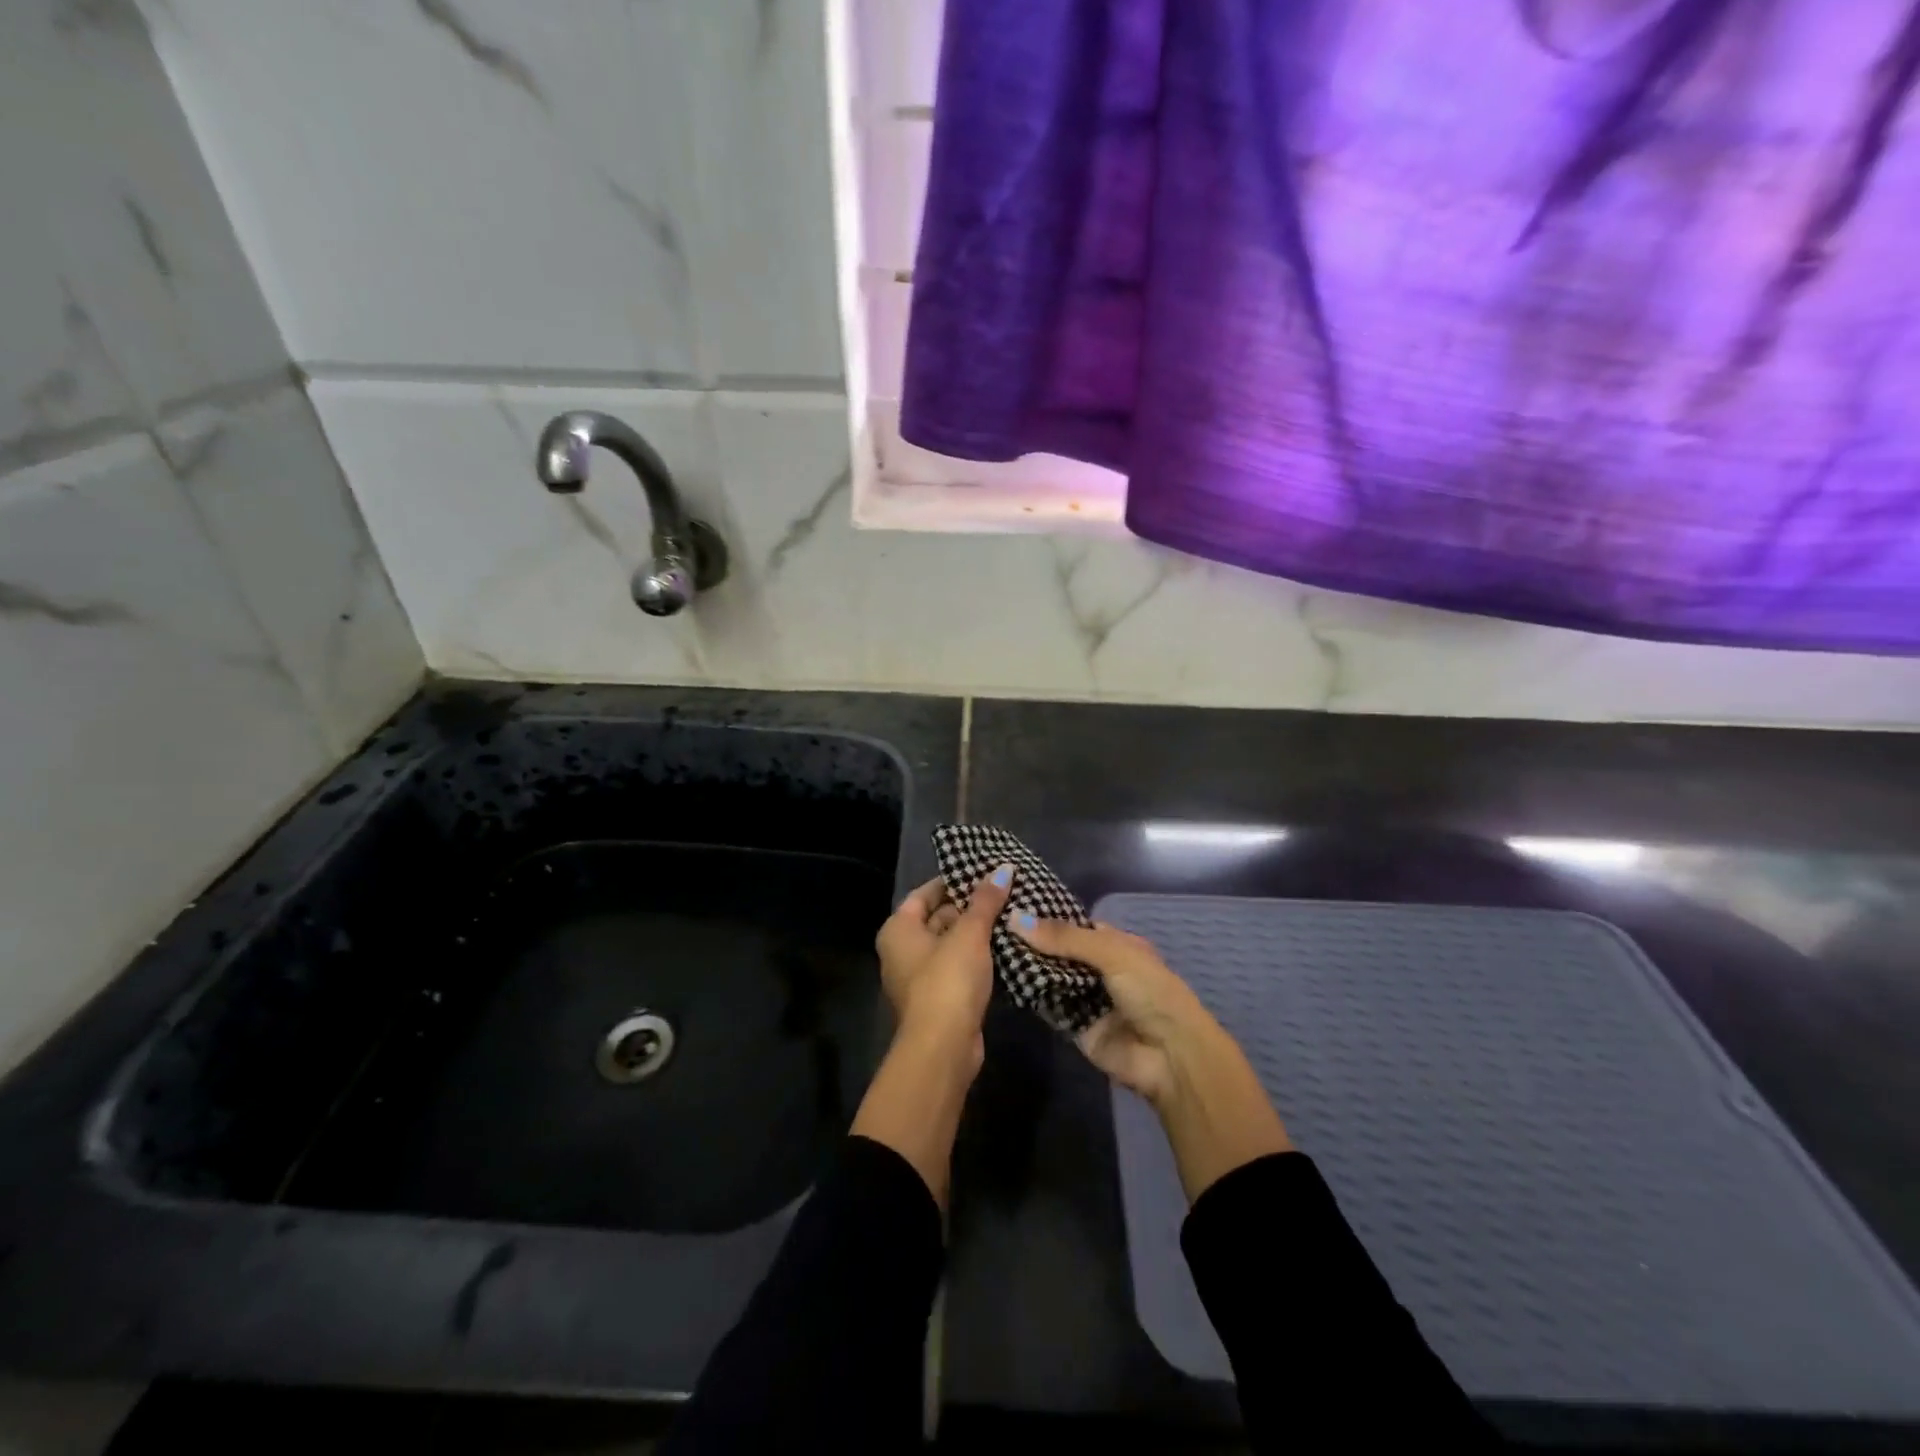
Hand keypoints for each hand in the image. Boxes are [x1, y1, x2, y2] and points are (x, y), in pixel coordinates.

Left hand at [874, 865, 1013, 1066]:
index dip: (952, 881)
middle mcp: (901, 951)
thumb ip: (985, 901)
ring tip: (1011, 914)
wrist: (944, 1047)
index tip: (983, 872)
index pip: (924, 894)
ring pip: (950, 945)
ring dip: (976, 934)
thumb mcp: (969, 934)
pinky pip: (958, 967)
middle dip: (969, 907)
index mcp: (898, 929)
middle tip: (1004, 892)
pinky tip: (1005, 947)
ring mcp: (919, 977)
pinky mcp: (939, 999)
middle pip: (937, 918)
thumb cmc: (948, 980)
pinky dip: (977, 958)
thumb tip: (1003, 869)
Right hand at [1009, 919, 1221, 1105]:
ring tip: (990, 947)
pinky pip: (1049, 1007)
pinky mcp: (1076, 1026)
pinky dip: (1031, 995)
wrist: (1170, 1056)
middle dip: (1033, 943)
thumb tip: (1015, 918)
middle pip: (1060, 952)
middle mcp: (1102, 969)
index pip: (1076, 926)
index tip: (1010, 904)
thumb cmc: (1150, 992)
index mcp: (1118, 945)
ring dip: (1029, 967)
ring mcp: (1088, 999)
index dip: (1047, 917)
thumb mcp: (1111, 953)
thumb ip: (1064, 938)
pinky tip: (1002, 979)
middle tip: (992, 926)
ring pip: (1052, 978)